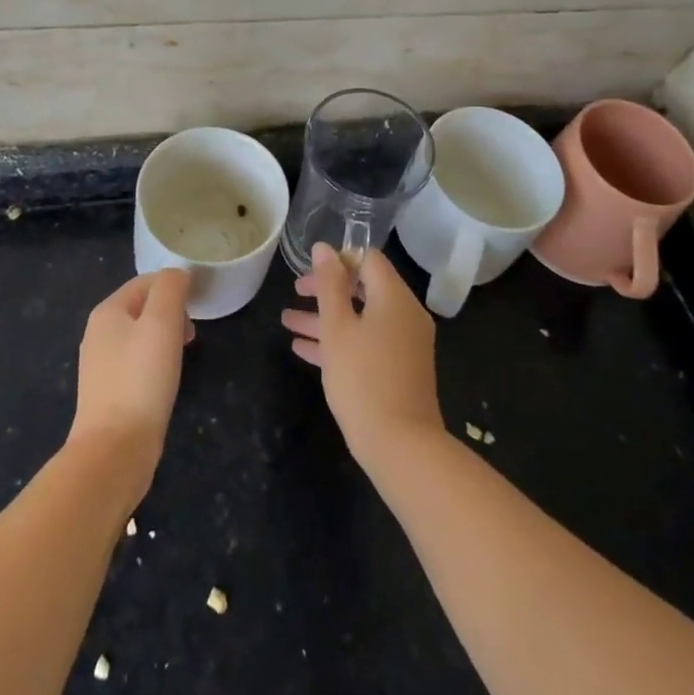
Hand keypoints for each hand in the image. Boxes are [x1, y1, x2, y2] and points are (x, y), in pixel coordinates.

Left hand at [69, 269, 192, 503]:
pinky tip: (166, 382)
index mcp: (107, 311)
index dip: (174, 288)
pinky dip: (155, 363)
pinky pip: (136, 363)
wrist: (114, 451)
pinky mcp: (107, 393)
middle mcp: (98, 333)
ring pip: (140, 336)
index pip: (146, 281)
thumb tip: (178, 274)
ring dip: (166, 338)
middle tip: (191, 335)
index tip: (197, 308)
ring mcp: (100, 365)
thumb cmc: (141, 379)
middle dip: (171, 313)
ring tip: (182, 357)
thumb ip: (170, 288)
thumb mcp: (162, 322)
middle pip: (142, 307)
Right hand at [281, 245, 442, 469]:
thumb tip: (323, 248)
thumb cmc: (364, 379)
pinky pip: (368, 343)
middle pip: (363, 288)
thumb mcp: (337, 328)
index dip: (338, 259)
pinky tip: (303, 349)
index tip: (310, 271)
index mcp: (394, 297)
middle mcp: (405, 314)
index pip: (368, 259)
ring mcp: (405, 343)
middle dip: (327, 290)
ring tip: (288, 321)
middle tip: (296, 292)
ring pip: (362, 319)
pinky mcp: (400, 369)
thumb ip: (329, 285)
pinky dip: (340, 341)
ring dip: (326, 318)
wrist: (401, 446)